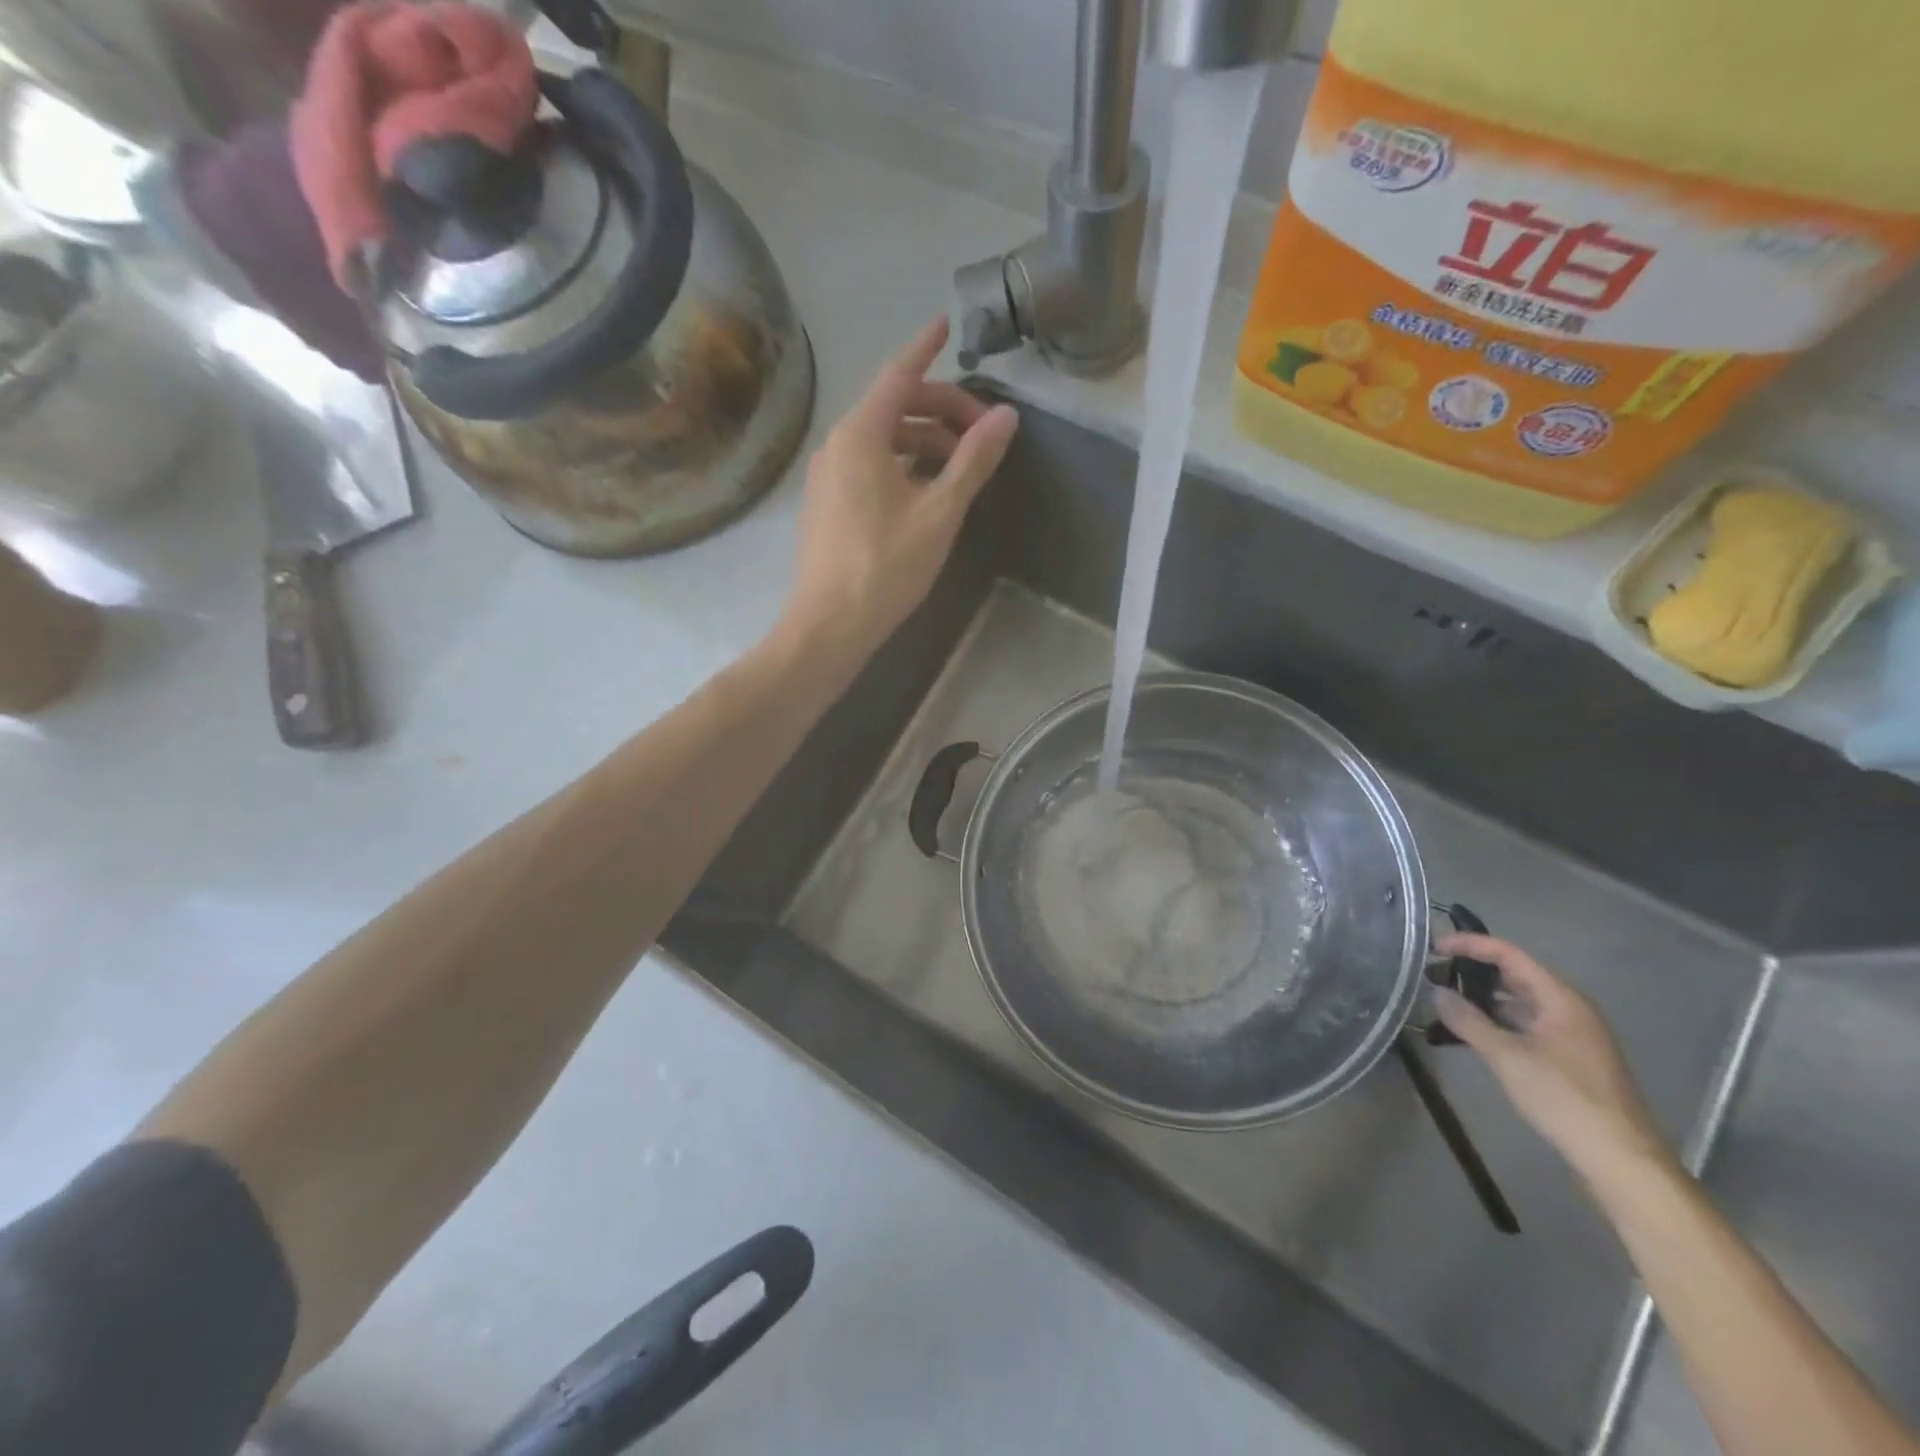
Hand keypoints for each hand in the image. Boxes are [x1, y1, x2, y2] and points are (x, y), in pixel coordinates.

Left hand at [783, 316, 1018, 655]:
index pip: (899, 375)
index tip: (946, 326)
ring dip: (924, 441)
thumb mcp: (939, 512)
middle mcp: (837, 444)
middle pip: (893, 407)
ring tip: (962, 466)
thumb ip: (973, 460)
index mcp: (861, 434)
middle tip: (983, 432)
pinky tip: (926, 489)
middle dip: (940, 409)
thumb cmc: (886, 565)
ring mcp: (827, 476)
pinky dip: (902, 464)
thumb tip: (1006, 416)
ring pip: (882, 440)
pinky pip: (868, 466)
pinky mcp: (827, 504)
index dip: (925, 348)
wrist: (830, 624)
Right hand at [1435, 934, 1675, 1184]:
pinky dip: (1500, 1022)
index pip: (1509, 955)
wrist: (1621, 1159)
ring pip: (1522, 1003)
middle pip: (1517, 976)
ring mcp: (1574, 1036)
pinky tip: (1475, 1034)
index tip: (1435, 948)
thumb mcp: (1507, 1057)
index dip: (1470, 945)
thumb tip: (1436, 993)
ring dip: (1485, 999)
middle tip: (1435, 974)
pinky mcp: (1572, 1059)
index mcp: (1561, 999)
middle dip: (1475, 972)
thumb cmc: (1564, 1098)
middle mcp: (1571, 1009)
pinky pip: (1529, 1026)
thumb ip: (1468, 1020)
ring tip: (1447, 1003)